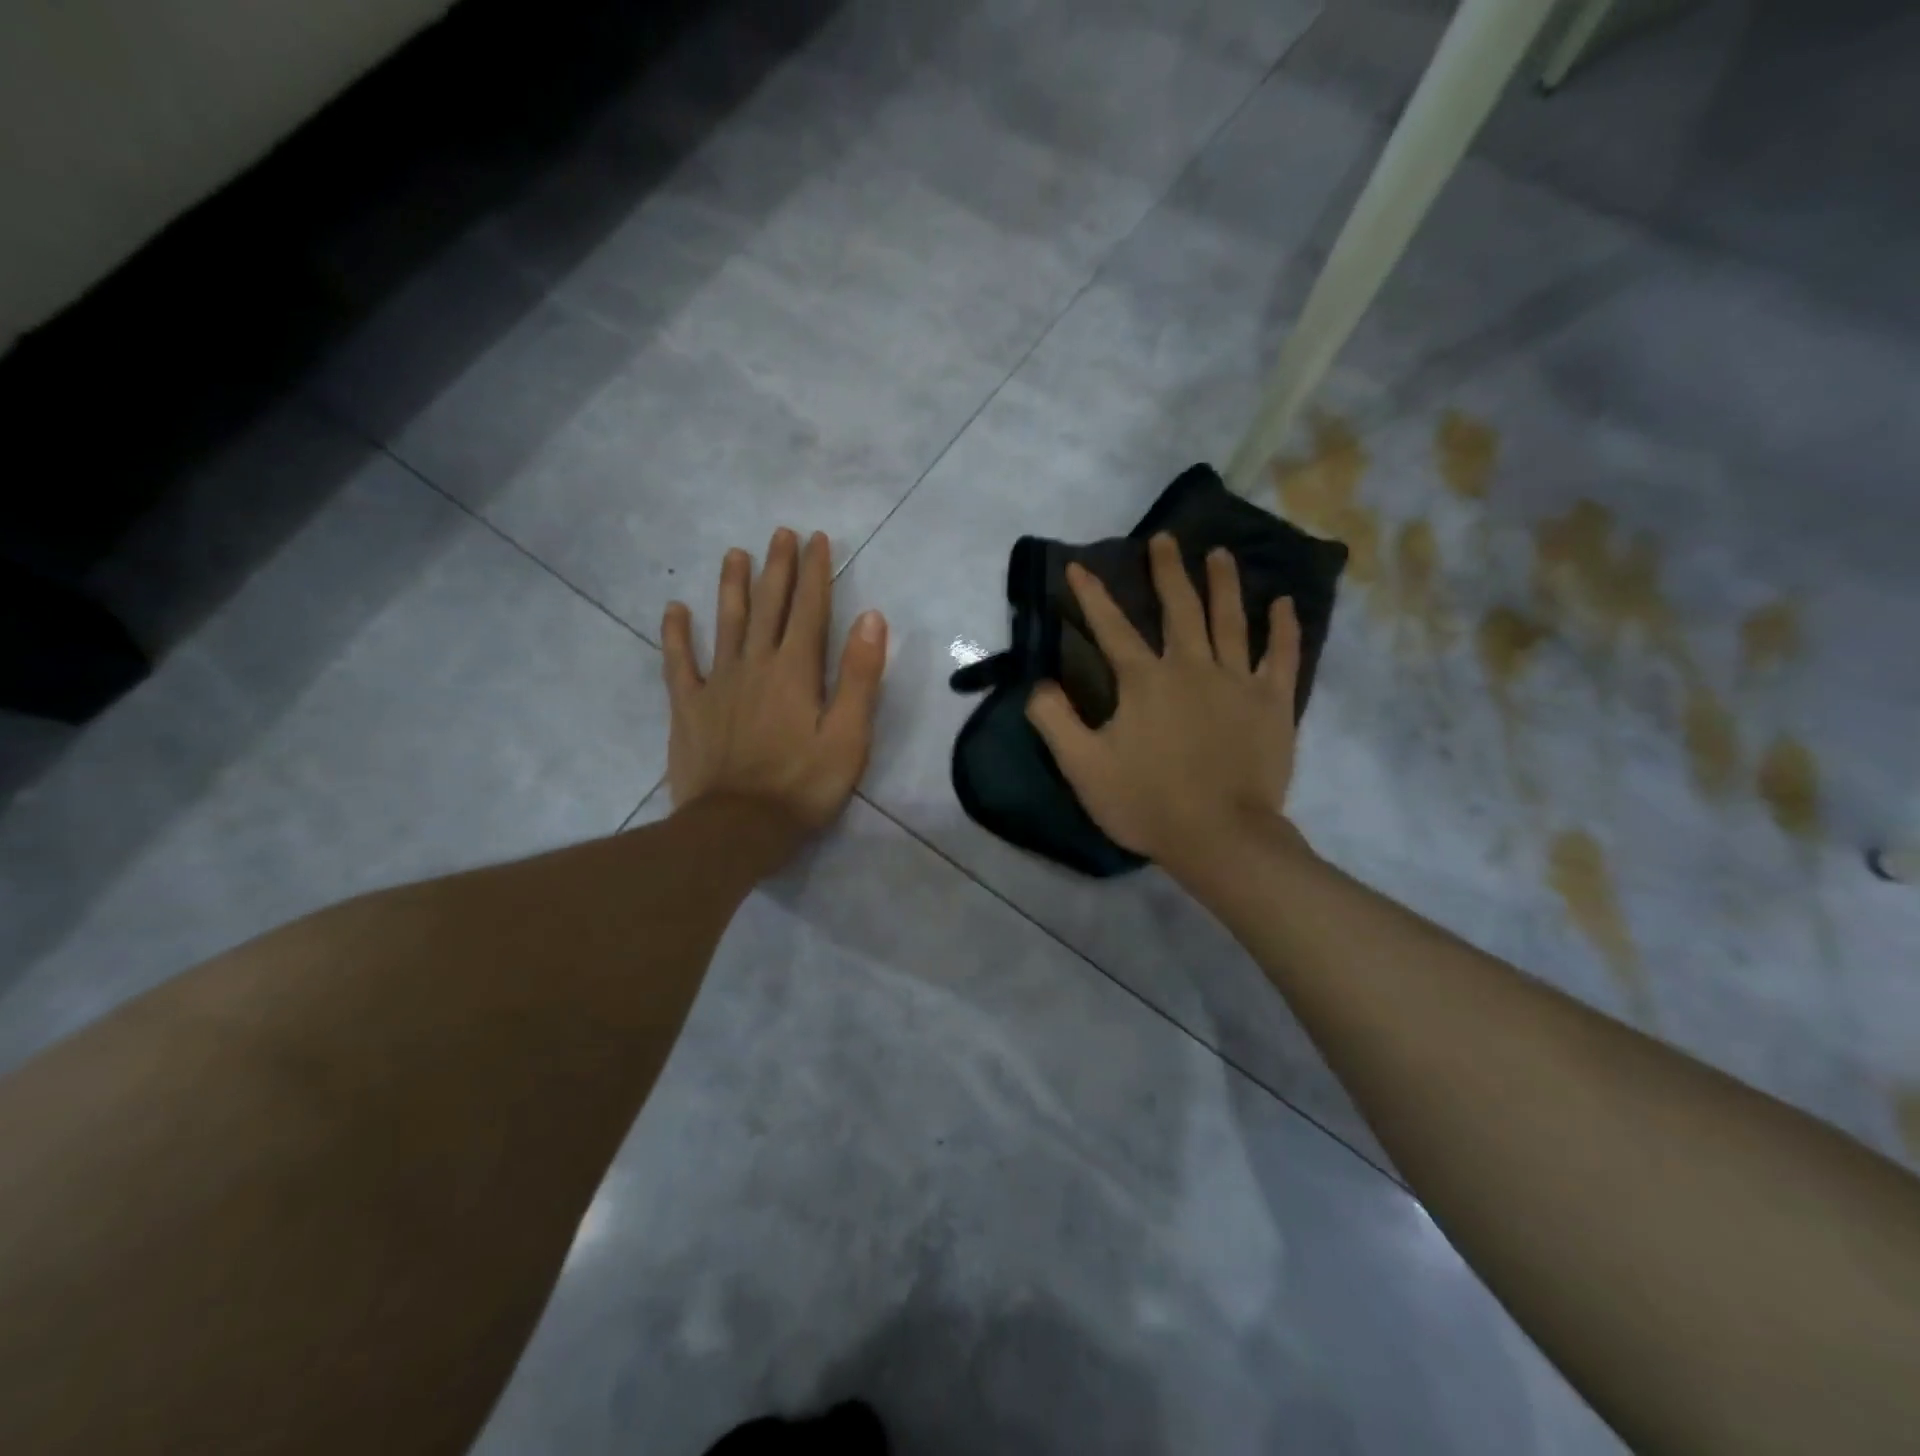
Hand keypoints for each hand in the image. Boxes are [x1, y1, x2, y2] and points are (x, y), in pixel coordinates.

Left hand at [661, 528, 887, 840]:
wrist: (737, 828)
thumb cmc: (802, 785)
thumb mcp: (848, 736)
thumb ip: (859, 676)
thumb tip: (872, 618)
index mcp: (796, 671)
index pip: (810, 610)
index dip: (814, 572)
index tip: (816, 540)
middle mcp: (756, 664)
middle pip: (768, 606)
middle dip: (777, 568)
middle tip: (780, 533)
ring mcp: (718, 683)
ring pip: (726, 623)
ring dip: (732, 586)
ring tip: (735, 554)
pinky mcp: (690, 707)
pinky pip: (680, 662)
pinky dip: (676, 634)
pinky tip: (675, 610)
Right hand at [1025, 533, 1300, 883]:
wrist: (1220, 837)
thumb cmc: (1147, 803)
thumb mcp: (1083, 767)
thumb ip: (1055, 721)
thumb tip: (1038, 684)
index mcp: (1144, 681)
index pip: (1112, 628)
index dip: (1092, 596)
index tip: (1080, 566)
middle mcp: (1192, 667)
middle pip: (1180, 608)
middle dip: (1168, 571)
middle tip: (1165, 540)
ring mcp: (1237, 681)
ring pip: (1230, 620)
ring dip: (1224, 584)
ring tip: (1220, 554)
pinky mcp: (1272, 703)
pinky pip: (1281, 656)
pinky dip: (1283, 628)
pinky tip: (1284, 603)